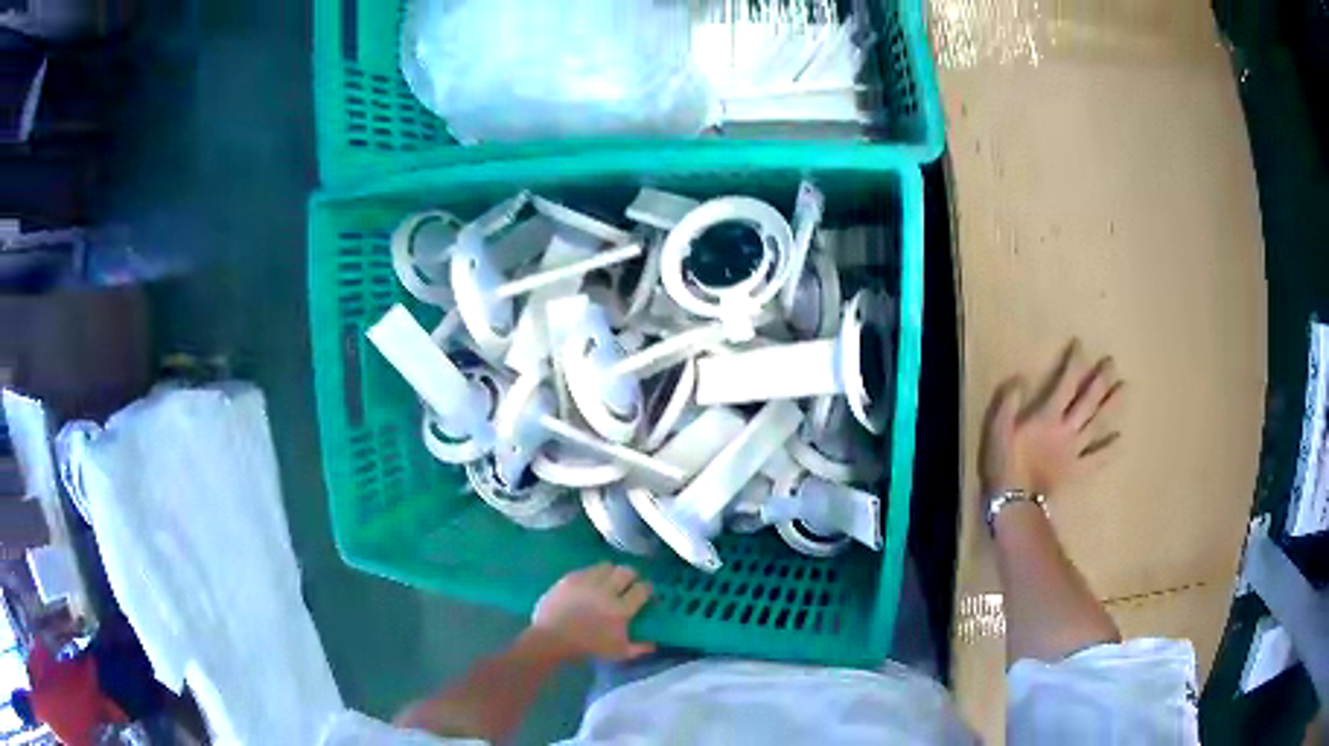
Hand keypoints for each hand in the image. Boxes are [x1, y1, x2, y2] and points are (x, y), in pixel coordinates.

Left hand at [530, 564, 655, 661]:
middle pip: (626, 571)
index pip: (642, 589)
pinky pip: (587, 569)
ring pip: (607, 566)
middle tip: (628, 584)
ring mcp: (586, 582)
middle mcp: (606, 591)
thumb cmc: (587, 648)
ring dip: (611, 572)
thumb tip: (654, 644)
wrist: (551, 639)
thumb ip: (639, 648)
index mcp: (620, 609)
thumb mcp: (618, 653)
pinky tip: (590, 584)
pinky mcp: (570, 578)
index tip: (645, 592)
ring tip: (609, 581)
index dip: (647, 588)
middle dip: (631, 576)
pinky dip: (592, 574)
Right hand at [980, 340, 1122, 497]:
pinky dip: (1109, 450)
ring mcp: (1075, 450)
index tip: (1081, 344)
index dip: (1074, 362)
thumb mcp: (997, 430)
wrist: (1013, 503)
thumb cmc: (1004, 465)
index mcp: (1048, 416)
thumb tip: (1019, 378)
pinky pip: (1096, 459)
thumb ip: (1008, 403)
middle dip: (1100, 380)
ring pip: (1097, 424)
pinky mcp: (1077, 470)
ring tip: (1124, 389)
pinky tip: (1121, 440)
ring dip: (1111, 406)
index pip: (1066, 383)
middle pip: (1088, 400)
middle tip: (1112, 362)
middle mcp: (1067, 429)